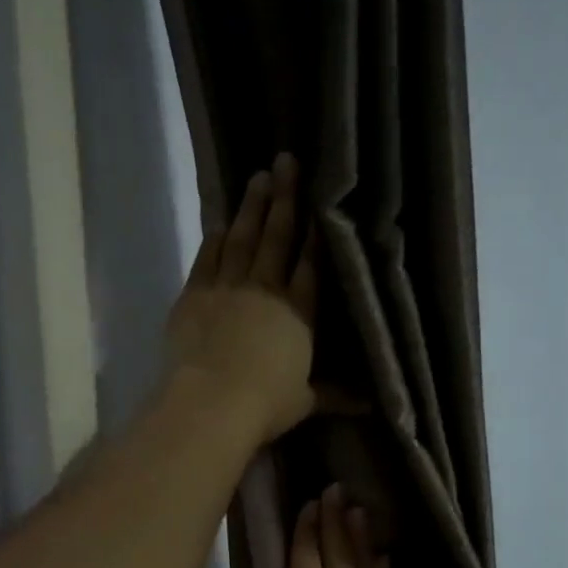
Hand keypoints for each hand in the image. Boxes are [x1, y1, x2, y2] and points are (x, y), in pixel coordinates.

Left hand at [166, 152, 317, 446]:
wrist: (212, 401)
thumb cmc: (266, 404)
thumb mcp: (305, 401)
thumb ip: (334, 395)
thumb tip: (372, 406)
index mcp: (298, 313)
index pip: (310, 266)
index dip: (316, 235)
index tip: (319, 203)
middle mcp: (266, 290)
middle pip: (277, 238)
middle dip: (284, 199)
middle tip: (286, 161)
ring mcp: (228, 287)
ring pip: (242, 239)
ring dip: (251, 207)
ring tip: (258, 177)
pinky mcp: (195, 295)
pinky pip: (207, 258)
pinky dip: (215, 238)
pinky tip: (221, 221)